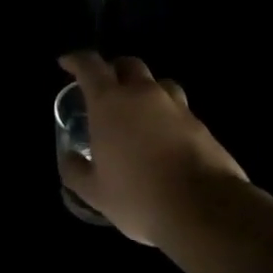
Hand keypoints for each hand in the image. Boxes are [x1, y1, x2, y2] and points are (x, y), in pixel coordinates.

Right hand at [57, 52, 248, 256]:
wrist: (206, 212)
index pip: (89, 65)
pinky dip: (168, 116)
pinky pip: (180, 109)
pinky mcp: (202, 126)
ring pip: (159, 83)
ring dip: (145, 90)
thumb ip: (75, 170)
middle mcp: (142, 94)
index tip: (66, 63)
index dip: (75, 60)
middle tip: (106, 88)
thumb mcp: (95, 191)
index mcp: (109, 102)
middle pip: (128, 64)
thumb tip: (69, 157)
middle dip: (114, 70)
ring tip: (139, 111)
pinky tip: (165, 139)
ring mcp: (176, 108)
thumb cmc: (139, 196)